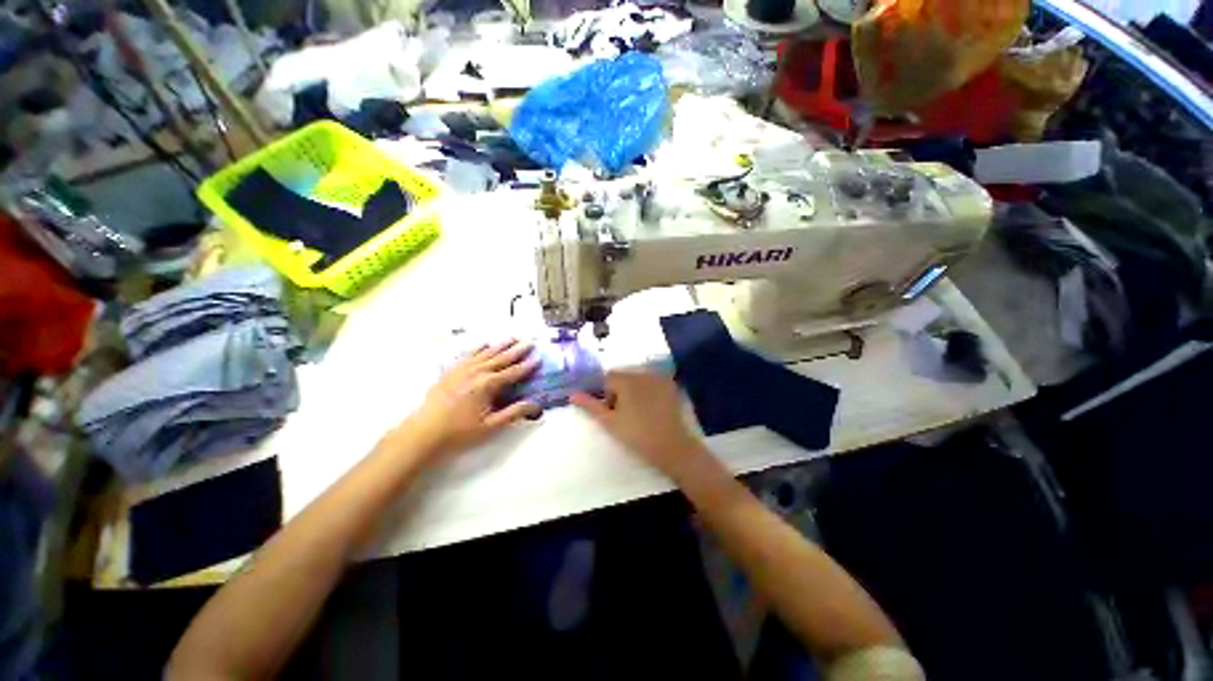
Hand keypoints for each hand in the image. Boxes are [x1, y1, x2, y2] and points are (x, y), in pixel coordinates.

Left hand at [402, 340, 540, 461]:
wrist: (423, 433)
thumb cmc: (459, 432)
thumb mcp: (491, 426)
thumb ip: (514, 412)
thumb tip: (536, 405)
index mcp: (488, 385)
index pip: (513, 372)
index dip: (527, 366)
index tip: (538, 357)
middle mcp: (477, 372)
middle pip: (501, 358)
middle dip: (517, 350)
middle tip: (529, 341)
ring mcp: (462, 369)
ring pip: (486, 353)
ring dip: (501, 345)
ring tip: (512, 338)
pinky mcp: (451, 371)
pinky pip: (468, 354)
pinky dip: (479, 348)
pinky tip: (484, 344)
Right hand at [571, 371, 704, 479]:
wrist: (672, 447)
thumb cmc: (637, 435)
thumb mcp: (609, 422)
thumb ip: (590, 406)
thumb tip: (572, 394)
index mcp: (626, 380)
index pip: (608, 378)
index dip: (606, 394)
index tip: (612, 413)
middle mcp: (643, 373)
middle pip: (623, 377)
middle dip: (619, 391)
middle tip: (624, 414)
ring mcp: (659, 378)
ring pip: (638, 379)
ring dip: (633, 391)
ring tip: (639, 413)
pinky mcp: (671, 386)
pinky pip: (653, 383)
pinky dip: (648, 391)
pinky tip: (652, 409)